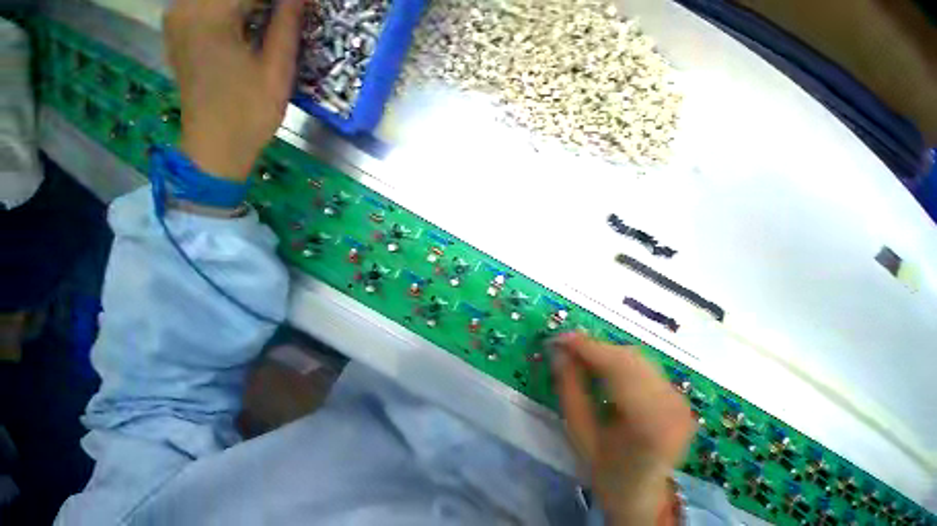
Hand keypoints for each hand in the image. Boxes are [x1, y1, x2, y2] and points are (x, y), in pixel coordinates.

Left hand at [163, 0, 304, 180]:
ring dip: (247, 6)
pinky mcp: (177, 31)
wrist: (216, 144)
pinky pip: (205, 6)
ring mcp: (176, 17)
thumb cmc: (251, 112)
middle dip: (262, 3)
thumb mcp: (277, 71)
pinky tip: (248, 25)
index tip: (301, 8)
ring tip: (271, 22)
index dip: (279, 1)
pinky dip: (229, 10)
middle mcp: (184, 6)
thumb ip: (286, 26)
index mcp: (208, 13)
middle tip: (285, 15)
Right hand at [551, 333, 695, 525]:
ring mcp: (678, 400)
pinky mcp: (677, 395)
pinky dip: (617, 358)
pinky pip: (642, 364)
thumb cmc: (606, 470)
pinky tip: (601, 366)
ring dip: (604, 351)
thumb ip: (568, 388)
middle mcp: (671, 407)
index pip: (616, 368)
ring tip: (580, 356)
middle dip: (592, 347)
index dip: (585, 348)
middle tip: (565, 348)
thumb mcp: (578, 432)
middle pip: (627, 358)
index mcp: (649, 424)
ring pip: (634, 356)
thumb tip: (558, 351)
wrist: (643, 495)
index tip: (558, 338)